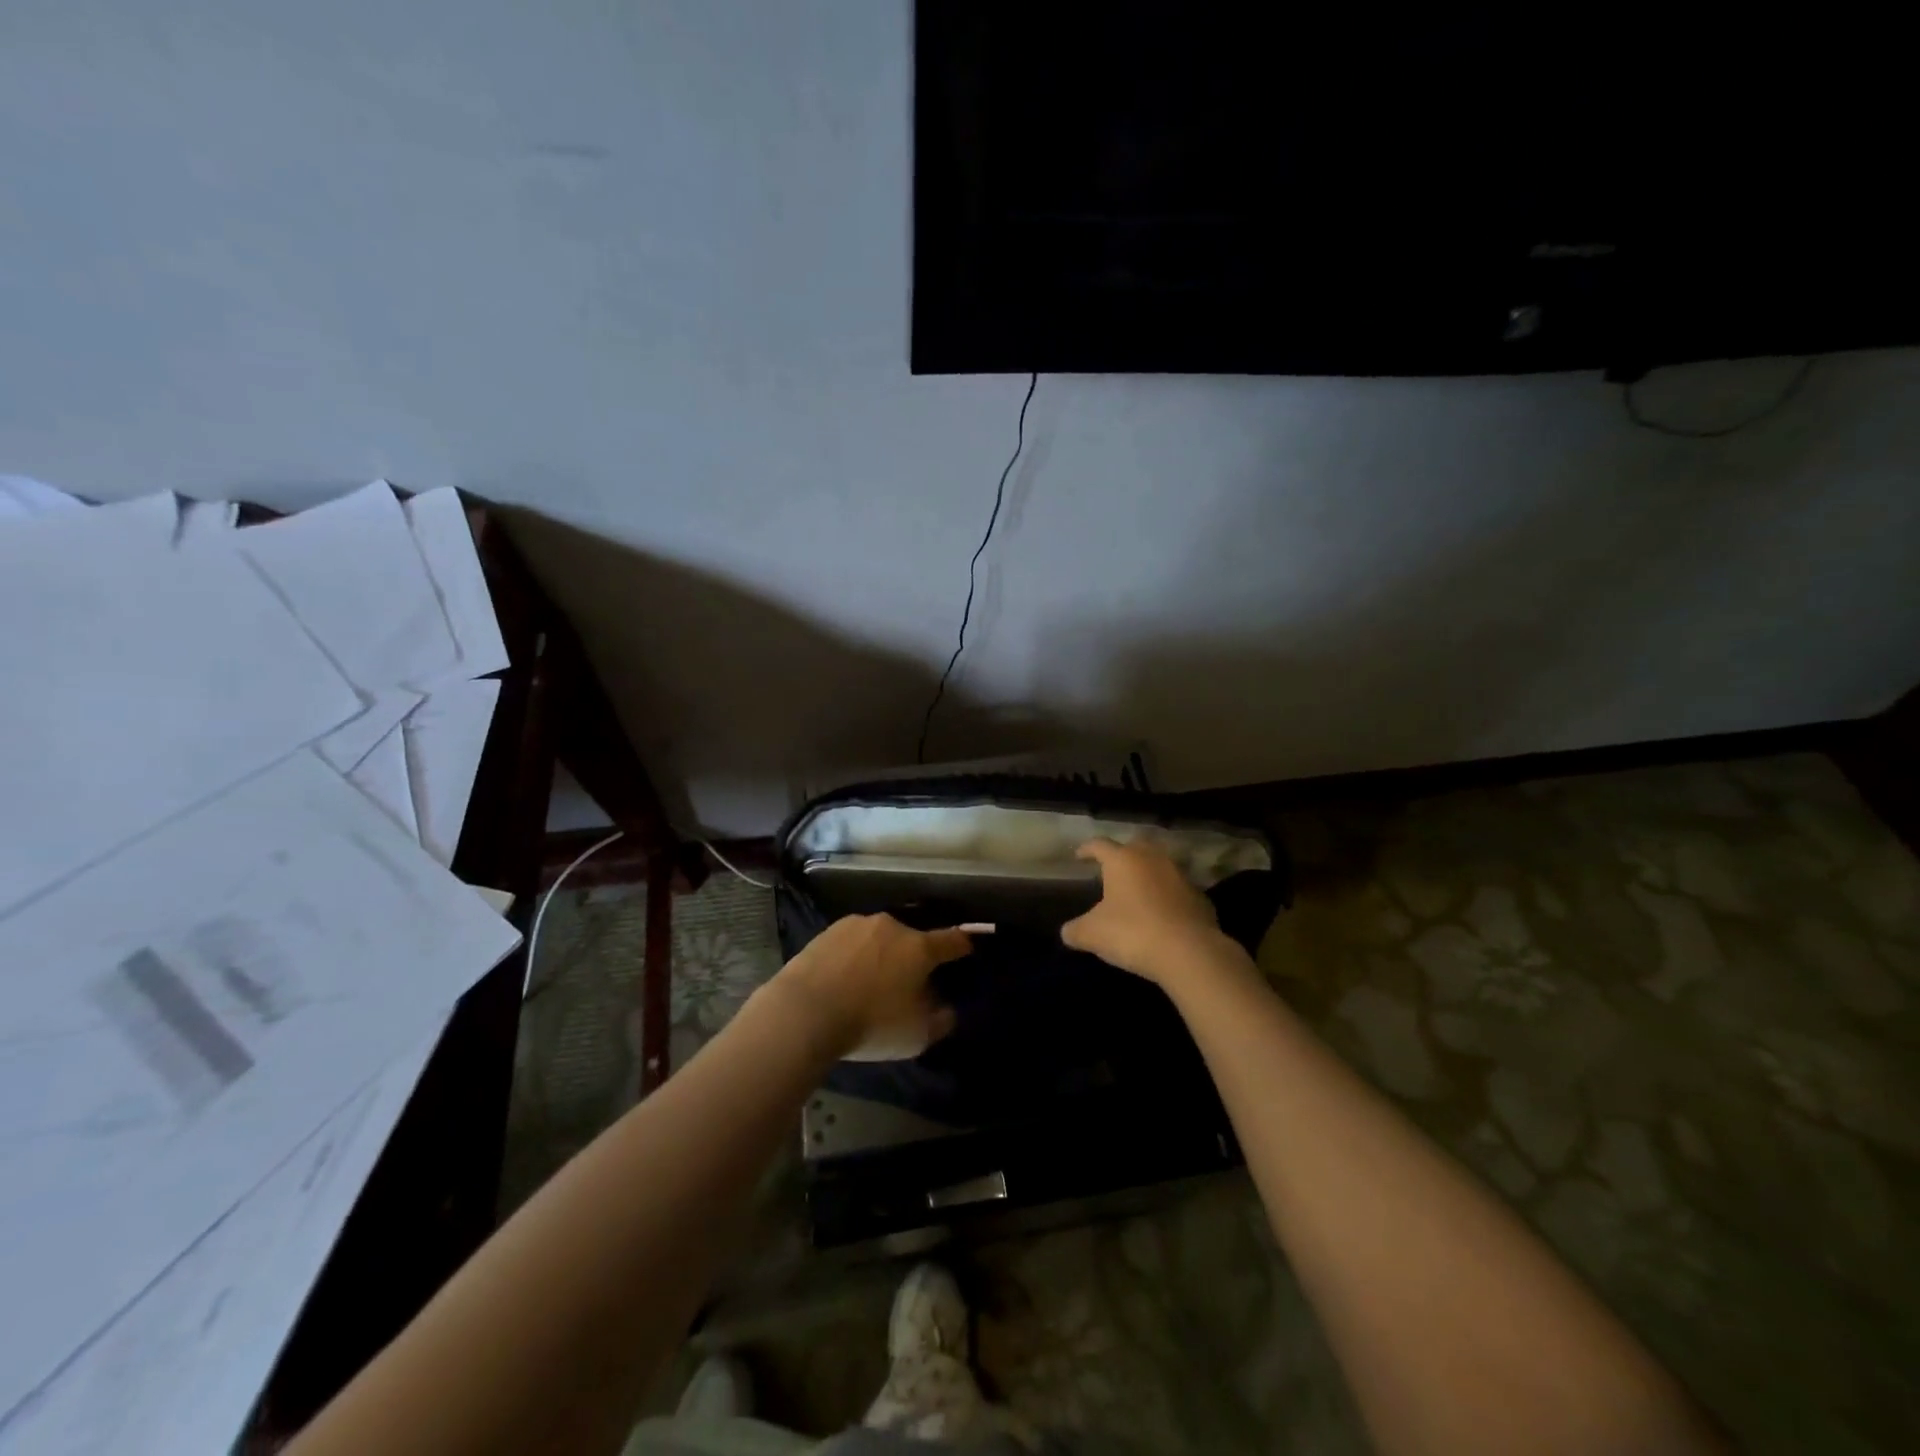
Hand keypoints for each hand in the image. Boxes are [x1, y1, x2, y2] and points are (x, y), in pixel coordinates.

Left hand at [771, 914, 972, 1060]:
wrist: (804, 1011)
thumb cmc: (870, 1023)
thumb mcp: (916, 1035)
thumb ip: (940, 1020)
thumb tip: (947, 1009)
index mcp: (919, 947)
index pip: (952, 940)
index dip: (963, 944)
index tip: (968, 948)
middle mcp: (892, 927)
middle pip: (912, 939)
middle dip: (913, 958)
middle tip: (905, 984)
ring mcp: (857, 925)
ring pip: (879, 939)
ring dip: (881, 955)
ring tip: (868, 984)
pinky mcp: (828, 931)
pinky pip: (851, 943)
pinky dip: (853, 957)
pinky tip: (842, 979)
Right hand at [1061, 838, 1223, 983]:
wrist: (1189, 952)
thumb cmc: (1132, 933)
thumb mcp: (1092, 935)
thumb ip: (1075, 930)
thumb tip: (1067, 932)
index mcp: (1122, 860)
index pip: (1099, 845)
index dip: (1086, 849)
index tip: (1079, 856)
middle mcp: (1152, 859)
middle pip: (1134, 847)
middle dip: (1122, 855)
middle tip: (1112, 869)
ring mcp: (1180, 876)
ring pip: (1160, 866)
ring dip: (1148, 874)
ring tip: (1138, 891)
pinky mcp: (1200, 897)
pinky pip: (1178, 890)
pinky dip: (1168, 896)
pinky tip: (1162, 914)